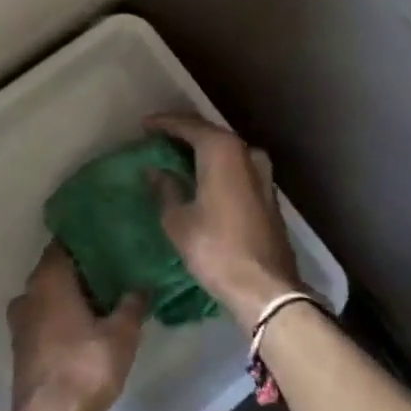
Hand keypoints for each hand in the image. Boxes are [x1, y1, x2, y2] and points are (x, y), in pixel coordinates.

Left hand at [6, 245, 145, 410]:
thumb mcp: (121, 334)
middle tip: (113, 268)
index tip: (106, 239)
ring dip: (70, 295)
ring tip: (103, 298)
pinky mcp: (21, 346)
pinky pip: (43, 318)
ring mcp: (21, 320)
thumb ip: (132, 304)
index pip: (63, 244)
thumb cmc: (86, 366)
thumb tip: (143, 285)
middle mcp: (28, 293)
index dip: (84, 240)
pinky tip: (85, 325)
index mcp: (48, 279)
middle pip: (55, 270)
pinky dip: (61, 316)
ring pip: (48, 295)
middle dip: (81, 269)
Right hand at [147, 112, 301, 331]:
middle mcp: (246, 153)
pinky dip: (216, 165)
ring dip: (202, 150)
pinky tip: (201, 176)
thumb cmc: (214, 249)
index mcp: (222, 151)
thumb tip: (155, 171)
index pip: (189, 125)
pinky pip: (236, 167)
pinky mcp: (267, 193)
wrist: (264, 287)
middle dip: (183, 133)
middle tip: (157, 137)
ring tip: (177, 155)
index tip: (143, 125)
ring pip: (226, 151)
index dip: (164, 123)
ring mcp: (262, 173)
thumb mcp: (178, 220)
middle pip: (210, 134)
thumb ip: (165, 188)